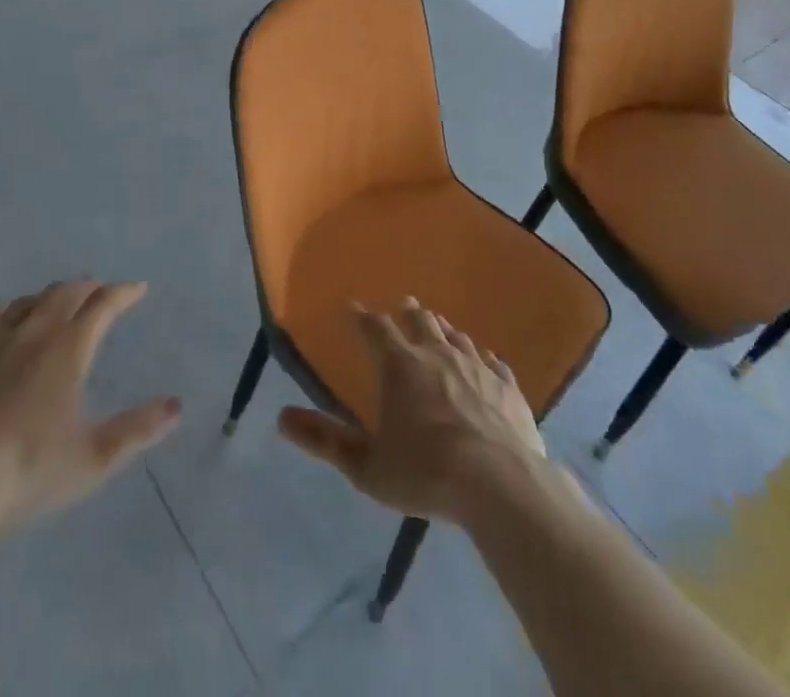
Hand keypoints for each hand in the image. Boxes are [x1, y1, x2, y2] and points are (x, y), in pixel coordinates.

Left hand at [0, 279, 180, 527]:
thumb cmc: (29, 471)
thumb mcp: (93, 458)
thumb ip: (138, 429)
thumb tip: (176, 405)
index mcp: (70, 348)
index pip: (104, 305)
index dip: (124, 293)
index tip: (138, 288)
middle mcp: (35, 331)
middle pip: (66, 293)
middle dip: (88, 287)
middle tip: (99, 290)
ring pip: (30, 299)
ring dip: (51, 294)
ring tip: (59, 298)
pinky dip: (6, 306)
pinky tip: (3, 309)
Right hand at [277, 298, 547, 522]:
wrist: (500, 484)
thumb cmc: (426, 473)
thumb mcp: (367, 466)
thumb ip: (325, 441)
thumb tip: (281, 418)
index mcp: (400, 365)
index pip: (375, 329)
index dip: (362, 317)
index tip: (353, 307)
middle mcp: (438, 354)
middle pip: (421, 322)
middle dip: (409, 312)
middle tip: (404, 304)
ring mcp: (477, 367)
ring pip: (457, 337)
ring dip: (444, 330)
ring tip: (440, 325)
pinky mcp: (507, 387)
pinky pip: (493, 363)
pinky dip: (484, 357)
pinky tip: (486, 360)